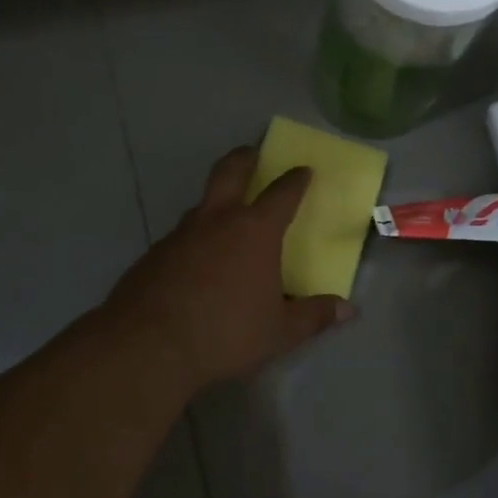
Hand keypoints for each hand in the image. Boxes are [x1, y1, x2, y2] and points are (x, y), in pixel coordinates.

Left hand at [103, 147, 352, 388]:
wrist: (149, 344)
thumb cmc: (226, 332)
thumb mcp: (279, 332)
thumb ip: (313, 316)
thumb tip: (348, 309)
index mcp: (255, 231)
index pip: (282, 193)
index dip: (295, 180)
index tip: (303, 170)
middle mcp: (217, 220)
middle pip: (230, 171)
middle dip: (244, 157)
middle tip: (252, 152)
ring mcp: (181, 233)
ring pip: (202, 203)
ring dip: (216, 200)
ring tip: (225, 216)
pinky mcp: (155, 252)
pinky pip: (181, 235)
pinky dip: (194, 237)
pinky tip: (195, 261)